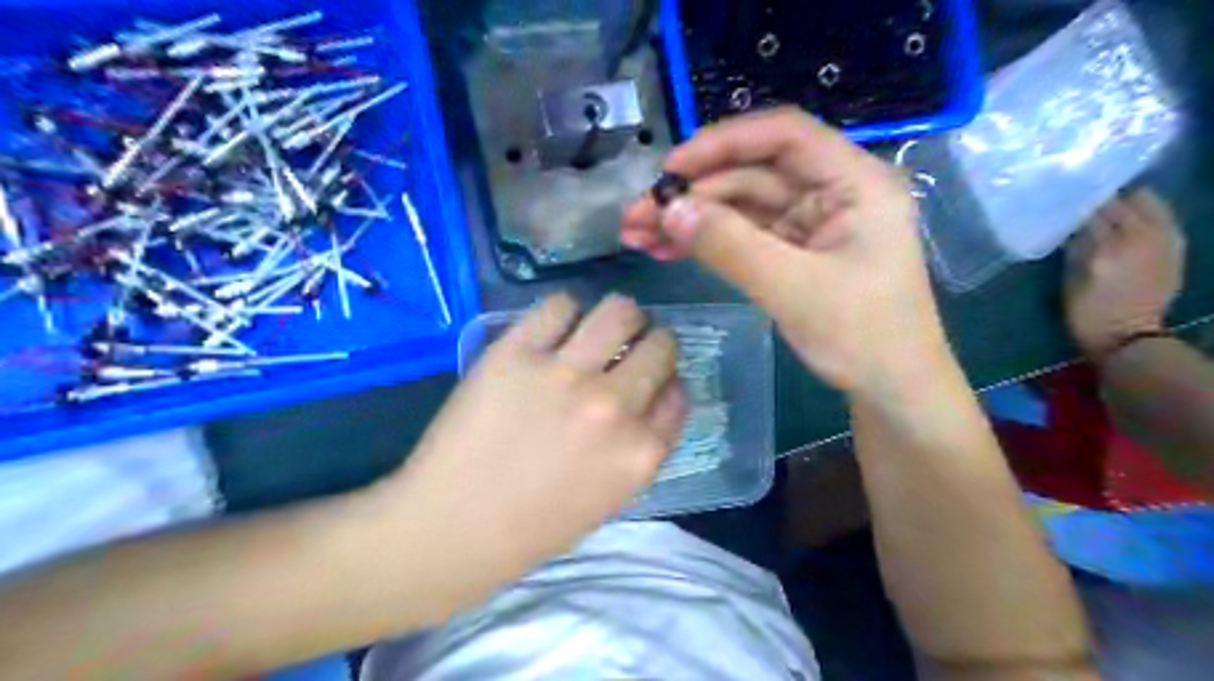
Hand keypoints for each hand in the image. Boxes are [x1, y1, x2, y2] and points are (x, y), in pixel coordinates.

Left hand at [382, 295, 681, 615]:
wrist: (454, 525)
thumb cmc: (536, 523)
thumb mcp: (614, 494)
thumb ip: (645, 442)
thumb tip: (657, 389)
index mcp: (642, 451)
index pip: (679, 391)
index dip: (666, 379)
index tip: (650, 378)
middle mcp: (613, 406)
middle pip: (660, 344)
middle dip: (651, 343)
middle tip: (627, 349)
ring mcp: (564, 375)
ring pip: (619, 311)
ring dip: (619, 318)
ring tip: (599, 329)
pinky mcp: (516, 353)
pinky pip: (560, 305)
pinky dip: (565, 312)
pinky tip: (555, 330)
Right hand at [626, 105, 947, 395]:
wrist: (891, 389)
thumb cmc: (861, 336)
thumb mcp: (792, 288)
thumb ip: (729, 245)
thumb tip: (669, 210)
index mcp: (854, 182)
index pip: (784, 136)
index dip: (723, 144)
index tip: (671, 169)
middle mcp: (833, 192)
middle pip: (753, 173)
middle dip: (693, 193)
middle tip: (637, 215)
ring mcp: (811, 223)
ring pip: (741, 205)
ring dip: (691, 218)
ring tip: (638, 234)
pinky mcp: (794, 251)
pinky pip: (744, 234)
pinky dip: (707, 241)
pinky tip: (667, 248)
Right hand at [1066, 187, 1186, 357]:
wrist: (1129, 337)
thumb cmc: (1087, 313)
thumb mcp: (1070, 282)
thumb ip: (1075, 250)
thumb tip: (1073, 227)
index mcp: (1106, 250)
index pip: (1092, 213)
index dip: (1077, 205)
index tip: (1064, 201)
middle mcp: (1138, 239)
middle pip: (1122, 204)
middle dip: (1104, 199)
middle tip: (1086, 198)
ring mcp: (1162, 242)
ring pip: (1148, 205)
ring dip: (1129, 201)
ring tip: (1111, 201)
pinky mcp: (1175, 248)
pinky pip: (1163, 218)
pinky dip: (1149, 211)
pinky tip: (1136, 214)